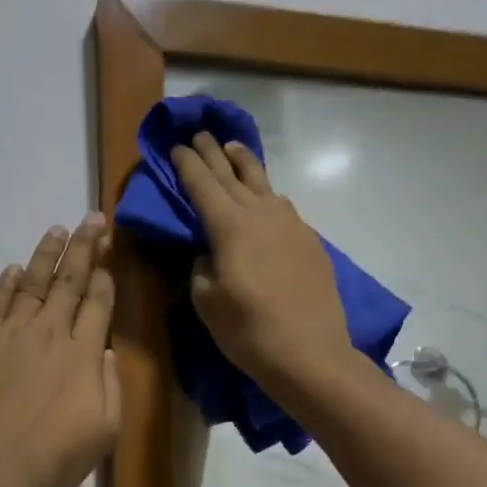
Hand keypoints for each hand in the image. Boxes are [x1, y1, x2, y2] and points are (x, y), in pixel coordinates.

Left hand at [0, 214, 121, 486]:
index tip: (108, 254)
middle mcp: (50, 333)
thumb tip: (105, 350)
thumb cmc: (55, 457)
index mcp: (84, 354)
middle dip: (83, 247)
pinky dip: (7, 283)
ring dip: (46, 254)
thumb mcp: (105, 431)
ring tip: (57, 230)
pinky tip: (14, 269)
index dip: (104, 276)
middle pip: (69, 281)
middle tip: (91, 219)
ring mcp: (12, 335)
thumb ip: (111, 386)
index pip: (98, 303)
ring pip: (33, 283)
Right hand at [172, 133, 351, 392]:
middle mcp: (262, 213)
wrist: (310, 353)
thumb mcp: (207, 302)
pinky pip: (282, 208)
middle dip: (213, 154)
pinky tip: (265, 201)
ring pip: (264, 184)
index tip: (176, 146)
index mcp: (230, 225)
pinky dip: (267, 196)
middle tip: (200, 133)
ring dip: (245, 165)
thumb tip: (207, 254)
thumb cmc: (248, 331)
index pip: (203, 184)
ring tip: (234, 150)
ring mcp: (292, 225)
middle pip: (233, 175)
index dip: (187, 164)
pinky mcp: (310, 242)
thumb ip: (201, 268)